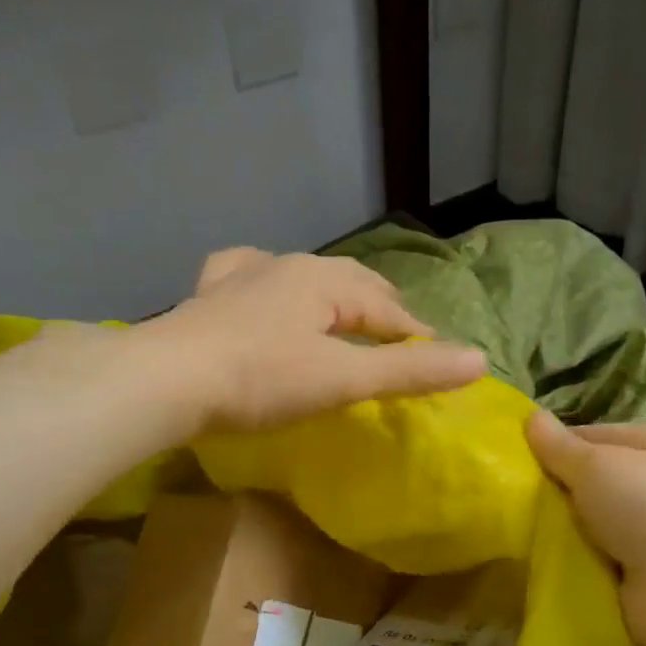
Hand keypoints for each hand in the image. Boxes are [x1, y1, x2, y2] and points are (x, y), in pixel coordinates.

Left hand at [142, 248, 486, 431]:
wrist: (165, 380)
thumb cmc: (261, 379)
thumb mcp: (342, 379)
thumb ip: (408, 372)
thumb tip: (480, 360)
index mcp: (324, 279)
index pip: (388, 308)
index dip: (416, 335)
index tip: (436, 360)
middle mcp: (286, 265)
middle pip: (350, 283)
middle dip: (379, 308)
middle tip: (397, 339)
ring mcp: (242, 276)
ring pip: (302, 277)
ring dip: (331, 297)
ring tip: (342, 317)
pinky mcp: (208, 295)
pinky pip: (250, 278)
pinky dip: (272, 287)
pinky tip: (262, 290)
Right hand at [526, 413, 645, 645]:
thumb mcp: (594, 466)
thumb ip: (558, 445)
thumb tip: (530, 417)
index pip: (590, 436)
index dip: (553, 447)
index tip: (515, 464)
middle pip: (590, 479)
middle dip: (555, 491)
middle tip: (515, 501)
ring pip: (590, 520)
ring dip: (563, 528)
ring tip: (523, 534)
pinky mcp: (643, 569)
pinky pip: (597, 555)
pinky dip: (576, 559)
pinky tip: (549, 562)